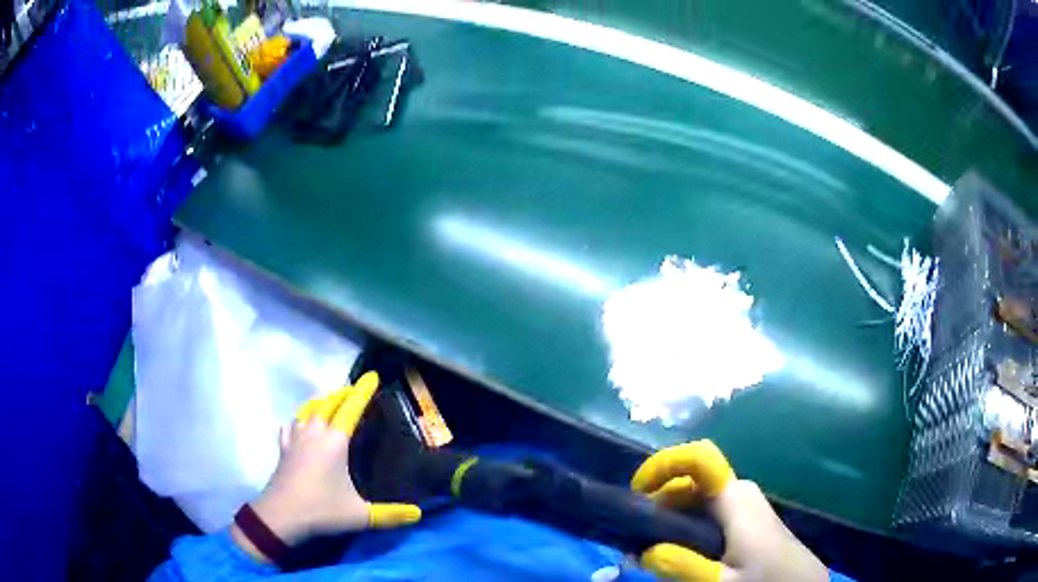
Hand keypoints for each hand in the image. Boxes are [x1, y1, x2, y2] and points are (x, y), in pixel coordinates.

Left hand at [232, 372, 421, 561]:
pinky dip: (297, 421)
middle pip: (327, 404)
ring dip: (320, 404)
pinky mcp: (283, 450)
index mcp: (334, 442)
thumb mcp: (360, 515)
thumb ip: (390, 514)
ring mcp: (295, 440)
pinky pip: (290, 426)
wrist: (281, 516)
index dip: (362, 392)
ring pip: (307, 412)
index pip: (351, 410)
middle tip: (353, 390)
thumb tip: (418, 515)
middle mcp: (314, 434)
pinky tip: (297, 426)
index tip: (371, 376)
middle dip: (341, 394)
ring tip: (328, 404)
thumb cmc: (322, 509)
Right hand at [631, 440, 826, 581]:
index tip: (635, 493)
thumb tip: (638, 552)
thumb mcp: (720, 581)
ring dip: (670, 519)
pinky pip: (708, 513)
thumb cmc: (765, 579)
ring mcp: (744, 505)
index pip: (698, 458)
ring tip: (652, 549)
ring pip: (697, 499)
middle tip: (636, 538)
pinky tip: (680, 553)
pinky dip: (686, 527)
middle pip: (690, 481)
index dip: (663, 464)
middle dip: (658, 503)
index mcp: (734, 497)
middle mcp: (739, 491)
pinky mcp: (746, 519)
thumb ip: (680, 566)